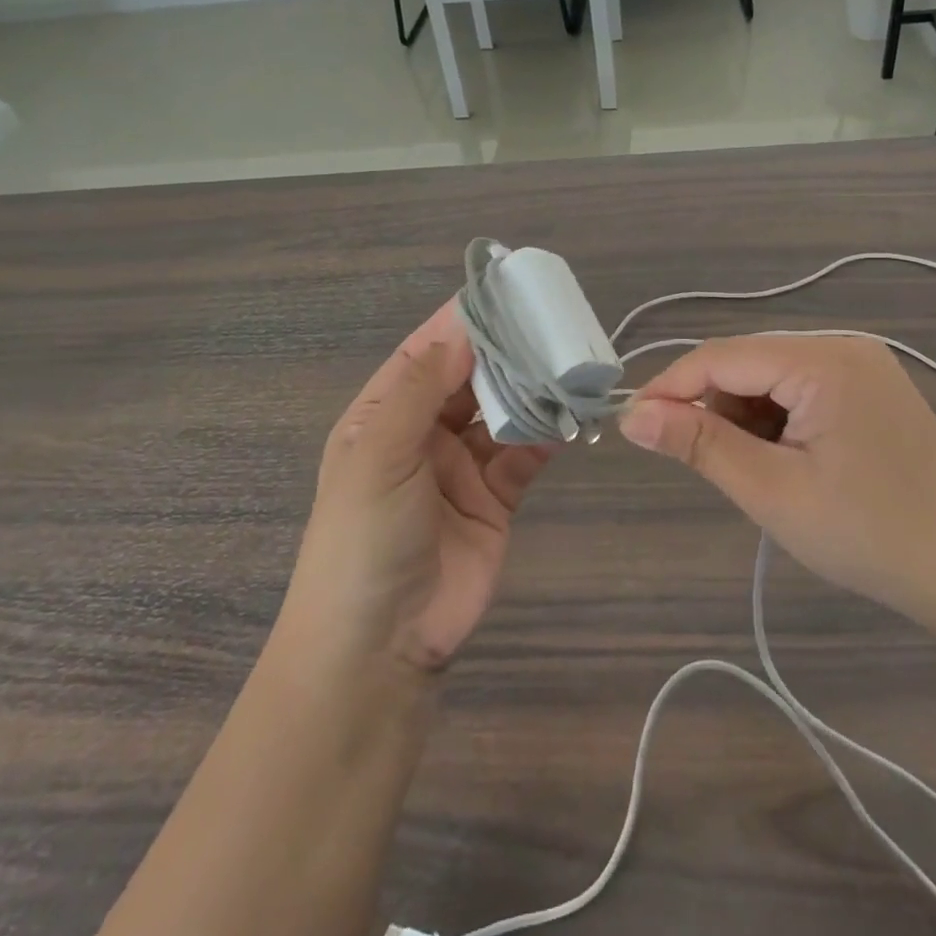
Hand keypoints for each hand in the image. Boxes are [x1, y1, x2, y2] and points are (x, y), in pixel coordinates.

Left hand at [281, 302, 553, 674]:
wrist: (381, 645)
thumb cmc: (364, 538)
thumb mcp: (379, 454)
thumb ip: (420, 389)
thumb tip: (461, 330)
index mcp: (383, 416)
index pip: (425, 353)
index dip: (461, 322)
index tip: (504, 289)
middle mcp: (422, 433)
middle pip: (469, 378)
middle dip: (505, 352)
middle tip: (551, 322)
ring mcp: (461, 466)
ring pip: (502, 412)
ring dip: (530, 390)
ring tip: (568, 362)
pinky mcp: (496, 497)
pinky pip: (524, 453)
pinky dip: (546, 433)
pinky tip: (571, 414)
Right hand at [619, 337, 935, 632]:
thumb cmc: (869, 535)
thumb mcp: (772, 491)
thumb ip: (699, 443)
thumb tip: (633, 415)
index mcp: (823, 360)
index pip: (721, 356)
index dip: (670, 386)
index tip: (633, 424)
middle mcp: (842, 346)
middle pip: (746, 362)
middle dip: (715, 408)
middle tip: (710, 466)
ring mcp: (862, 364)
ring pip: (770, 377)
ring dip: (747, 418)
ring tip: (765, 475)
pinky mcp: (871, 388)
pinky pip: (800, 389)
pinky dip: (778, 421)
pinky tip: (793, 464)